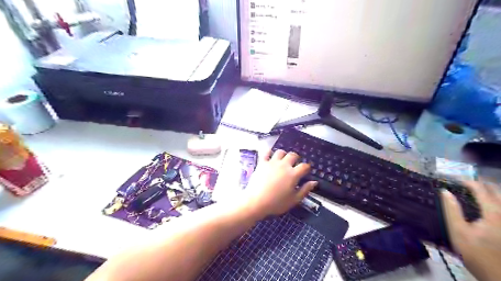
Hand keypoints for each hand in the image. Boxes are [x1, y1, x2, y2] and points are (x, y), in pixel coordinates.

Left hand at [242, 151, 318, 220]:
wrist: (256, 201)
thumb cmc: (276, 203)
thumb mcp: (294, 200)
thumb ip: (305, 190)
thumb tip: (314, 182)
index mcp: (293, 174)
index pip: (304, 166)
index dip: (307, 167)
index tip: (306, 171)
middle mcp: (284, 165)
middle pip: (293, 155)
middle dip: (296, 158)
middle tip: (294, 164)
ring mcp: (272, 163)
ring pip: (280, 152)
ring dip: (283, 154)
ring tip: (283, 160)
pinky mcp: (262, 163)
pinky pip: (266, 152)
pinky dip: (269, 152)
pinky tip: (270, 155)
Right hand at [442, 180, 500, 280]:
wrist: (499, 275)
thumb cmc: (477, 254)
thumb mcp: (458, 232)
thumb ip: (451, 210)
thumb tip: (445, 191)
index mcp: (494, 213)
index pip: (481, 189)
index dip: (466, 181)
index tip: (453, 180)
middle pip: (496, 189)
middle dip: (479, 183)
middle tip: (463, 184)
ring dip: (489, 191)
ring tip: (474, 191)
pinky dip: (494, 201)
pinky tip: (486, 204)